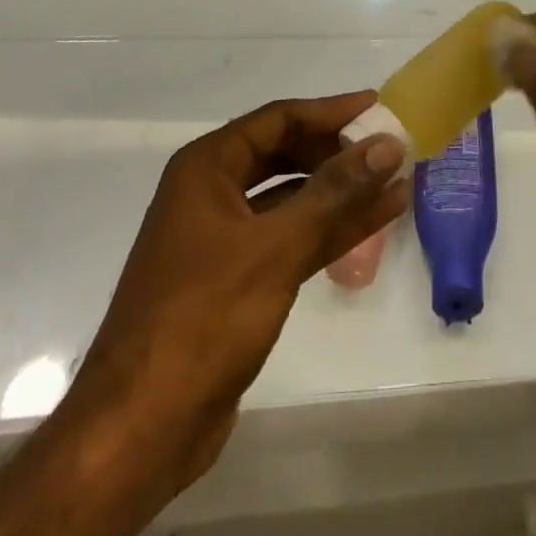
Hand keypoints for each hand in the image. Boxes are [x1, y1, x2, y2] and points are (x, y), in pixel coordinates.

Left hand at [73, 93, 409, 499]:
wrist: (140, 428)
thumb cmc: (202, 318)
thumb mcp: (275, 247)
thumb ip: (334, 193)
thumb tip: (387, 145)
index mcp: (207, 168)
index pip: (279, 119)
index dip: (330, 111)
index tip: (377, 106)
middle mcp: (212, 192)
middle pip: (285, 154)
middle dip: (336, 152)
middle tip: (388, 149)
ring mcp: (223, 238)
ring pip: (292, 199)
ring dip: (340, 193)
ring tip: (395, 182)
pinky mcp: (237, 280)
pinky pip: (290, 237)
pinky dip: (329, 229)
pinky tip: (373, 222)